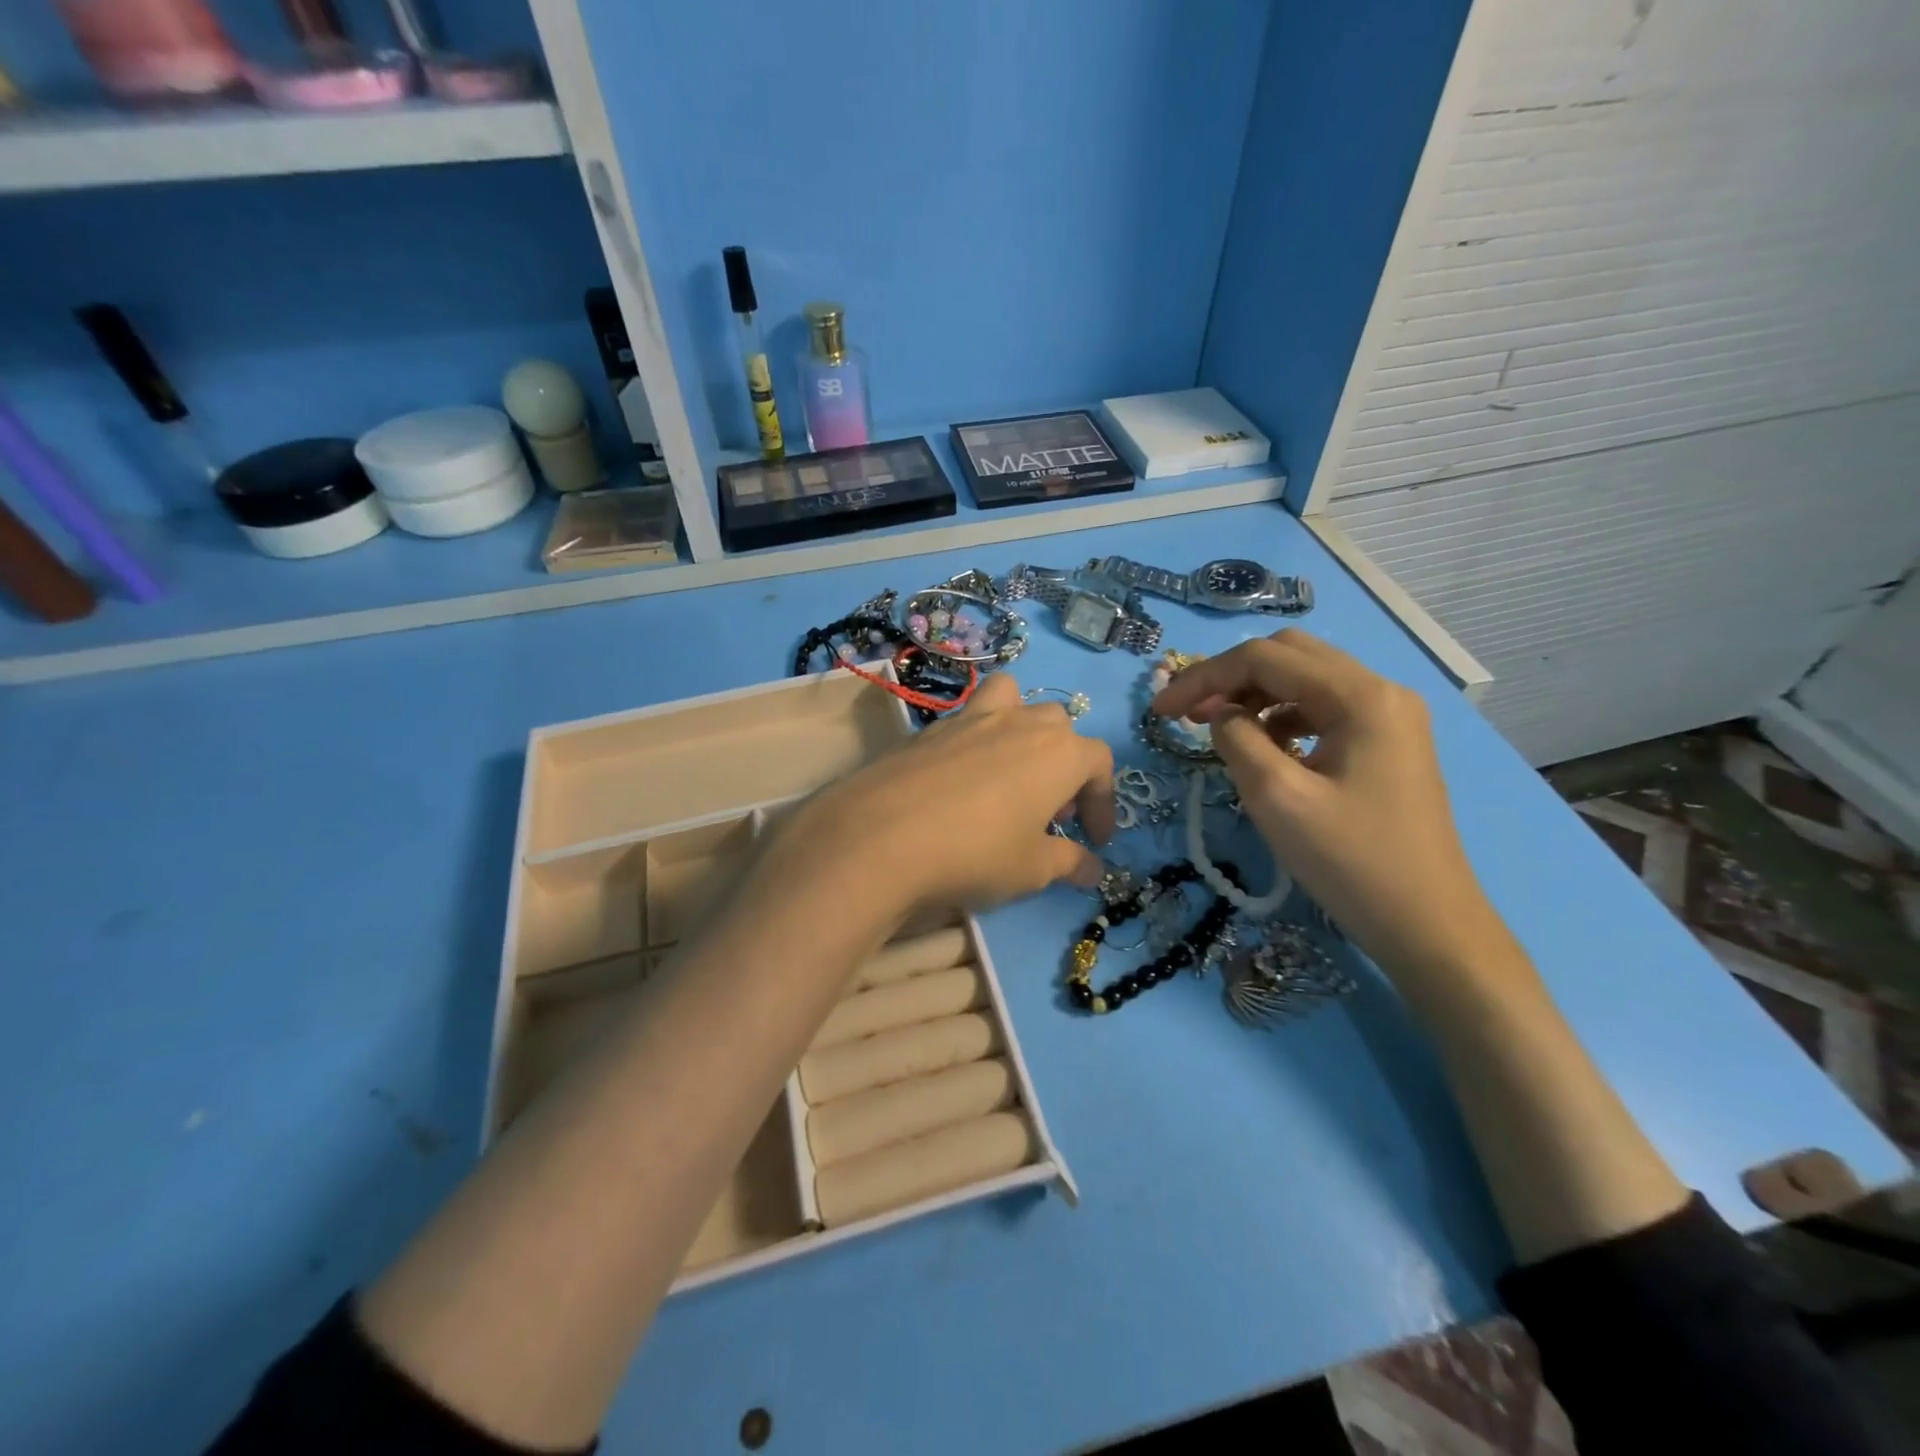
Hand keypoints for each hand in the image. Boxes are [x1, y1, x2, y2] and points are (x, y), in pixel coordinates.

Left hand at [772, 673, 1115, 916]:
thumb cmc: (976, 852)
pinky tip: (960, 781)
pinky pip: (967, 718)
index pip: (1099, 763)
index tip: (1093, 839)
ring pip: (1012, 699)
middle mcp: (1021, 722)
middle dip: (1064, 765)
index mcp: (1059, 752)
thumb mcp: (1031, 869)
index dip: (1103, 801)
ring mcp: (972, 717)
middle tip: (1049, 811)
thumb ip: (1068, 863)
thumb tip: (1093, 869)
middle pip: (1058, 727)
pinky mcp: (931, 727)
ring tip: (1010, 770)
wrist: (881, 835)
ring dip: (1022, 727)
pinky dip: (977, 738)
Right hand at [1151, 630, 1498, 983]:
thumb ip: (1236, 739)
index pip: (1265, 658)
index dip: (1204, 677)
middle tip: (1190, 715)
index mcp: (1360, 696)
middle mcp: (1381, 691)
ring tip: (1219, 730)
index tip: (1161, 711)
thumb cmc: (1350, 862)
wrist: (1428, 925)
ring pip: (1306, 680)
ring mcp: (1390, 717)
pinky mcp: (1388, 743)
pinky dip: (1283, 718)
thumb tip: (1220, 715)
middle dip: (1230, 678)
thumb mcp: (1277, 797)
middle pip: (1289, 656)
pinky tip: (1265, 750)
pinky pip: (1323, 710)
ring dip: (1255, 696)